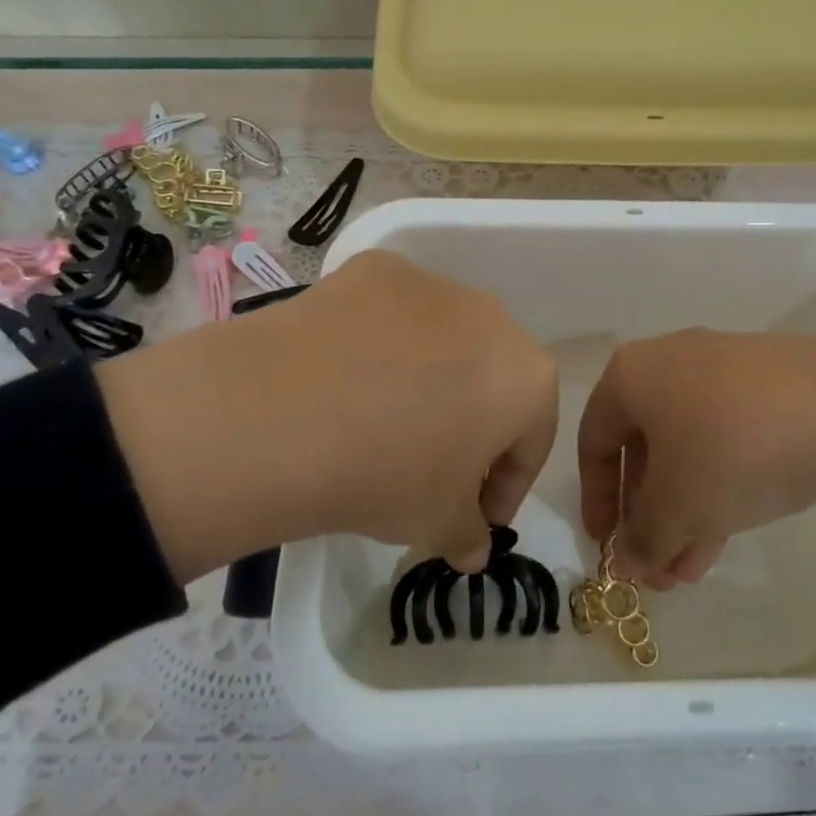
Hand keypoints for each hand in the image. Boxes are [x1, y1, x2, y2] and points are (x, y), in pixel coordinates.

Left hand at [99, 250, 557, 580]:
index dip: (507, 485)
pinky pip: (392, 313)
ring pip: (443, 339)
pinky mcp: (376, 268)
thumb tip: (472, 546)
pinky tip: (344, 374)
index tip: (476, 516)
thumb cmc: (386, 474)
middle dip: (472, 425)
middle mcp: (491, 316)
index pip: (532, 438)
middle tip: (434, 468)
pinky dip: (380, 341)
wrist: (284, 416)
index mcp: (526, 376)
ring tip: (381, 417)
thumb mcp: (437, 524)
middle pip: (491, 378)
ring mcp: (431, 284)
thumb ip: (468, 533)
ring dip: (429, 377)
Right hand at [577, 330, 815, 586]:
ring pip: (689, 446)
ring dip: (685, 509)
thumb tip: (628, 562)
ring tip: (694, 570)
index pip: (594, 441)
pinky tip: (733, 528)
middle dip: (649, 515)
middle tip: (659, 568)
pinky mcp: (768, 381)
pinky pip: (727, 435)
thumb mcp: (676, 508)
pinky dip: (720, 483)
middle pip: (644, 447)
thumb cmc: (729, 451)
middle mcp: (671, 361)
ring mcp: (724, 367)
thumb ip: (642, 539)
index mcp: (631, 375)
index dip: (596, 499)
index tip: (608, 547)